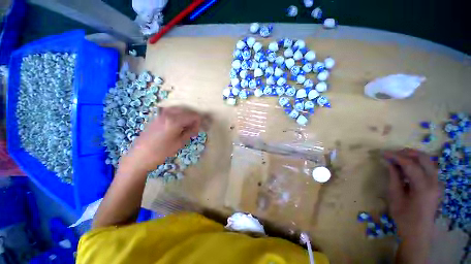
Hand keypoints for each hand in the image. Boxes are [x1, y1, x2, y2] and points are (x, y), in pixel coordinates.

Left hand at [120, 107, 201, 172]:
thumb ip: (190, 132)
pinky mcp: (157, 117)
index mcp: (175, 120)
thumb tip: (197, 126)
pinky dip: (178, 117)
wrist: (139, 157)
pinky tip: (177, 126)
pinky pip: (172, 112)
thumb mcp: (179, 143)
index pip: (194, 116)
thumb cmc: (161, 152)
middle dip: (193, 119)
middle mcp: (168, 113)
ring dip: (185, 117)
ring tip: (186, 128)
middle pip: (187, 111)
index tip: (198, 130)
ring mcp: (161, 114)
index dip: (199, 122)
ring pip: (180, 111)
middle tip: (193, 129)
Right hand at [383, 148, 442, 262]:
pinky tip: (406, 168)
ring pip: (427, 161)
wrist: (418, 232)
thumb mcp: (395, 197)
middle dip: (407, 152)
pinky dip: (416, 164)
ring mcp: (438, 183)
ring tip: (397, 159)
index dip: (395, 156)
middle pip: (424, 158)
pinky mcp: (436, 185)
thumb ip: (394, 177)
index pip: (410, 164)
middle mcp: (435, 182)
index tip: (383, 153)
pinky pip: (428, 168)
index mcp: (424, 187)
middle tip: (392, 154)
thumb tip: (389, 162)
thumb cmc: (404, 217)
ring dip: (412, 157)